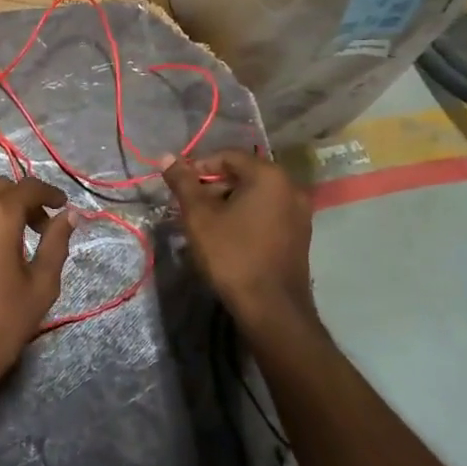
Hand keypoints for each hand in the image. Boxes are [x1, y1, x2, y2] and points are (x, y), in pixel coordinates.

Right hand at [161, 150, 314, 329]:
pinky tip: (228, 237)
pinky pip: (268, 213)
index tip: (180, 187)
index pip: (228, 156)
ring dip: (228, 203)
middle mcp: (291, 187)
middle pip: (243, 174)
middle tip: (190, 207)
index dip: (199, 167)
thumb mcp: (199, 216)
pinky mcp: (300, 235)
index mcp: (269, 176)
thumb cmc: (232, 255)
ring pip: (255, 196)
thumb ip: (183, 182)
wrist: (271, 309)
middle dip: (213, 187)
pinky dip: (246, 217)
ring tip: (205, 224)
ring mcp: (300, 213)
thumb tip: (165, 156)